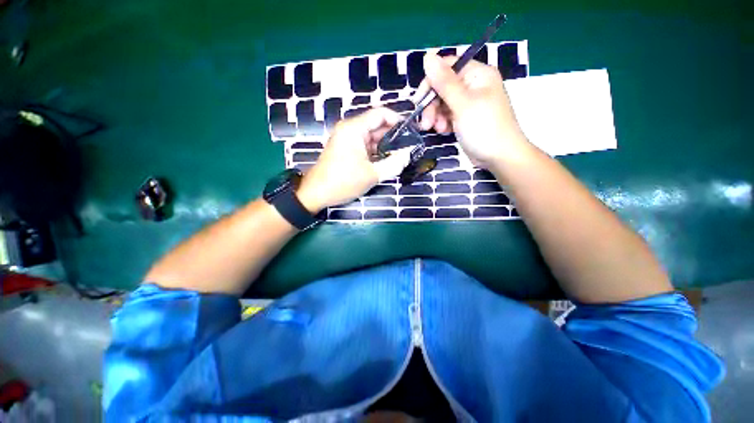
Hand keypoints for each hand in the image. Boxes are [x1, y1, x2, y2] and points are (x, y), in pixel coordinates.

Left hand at [297, 108, 413, 212]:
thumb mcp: (372, 174)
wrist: (316, 193)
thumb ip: (394, 163)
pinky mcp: (345, 149)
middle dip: (393, 135)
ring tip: (401, 155)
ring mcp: (346, 139)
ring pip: (371, 137)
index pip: (380, 114)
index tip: (411, 130)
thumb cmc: (343, 182)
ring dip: (385, 145)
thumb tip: (409, 154)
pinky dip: (375, 151)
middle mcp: (349, 129)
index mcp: (354, 129)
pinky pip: (364, 145)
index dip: (397, 119)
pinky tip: (386, 160)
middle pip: (376, 125)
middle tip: (409, 146)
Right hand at [419, 54, 529, 167]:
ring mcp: (469, 103)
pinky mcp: (465, 118)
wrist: (499, 157)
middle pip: (443, 87)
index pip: (447, 67)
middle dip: (432, 105)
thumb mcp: (462, 104)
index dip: (430, 81)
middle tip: (426, 123)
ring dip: (436, 116)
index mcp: (477, 74)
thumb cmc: (484, 128)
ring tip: (438, 129)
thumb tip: (427, 57)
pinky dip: (442, 122)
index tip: (419, 100)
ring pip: (443, 102)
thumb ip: (444, 82)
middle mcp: (473, 85)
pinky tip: (443, 131)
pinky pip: (447, 114)